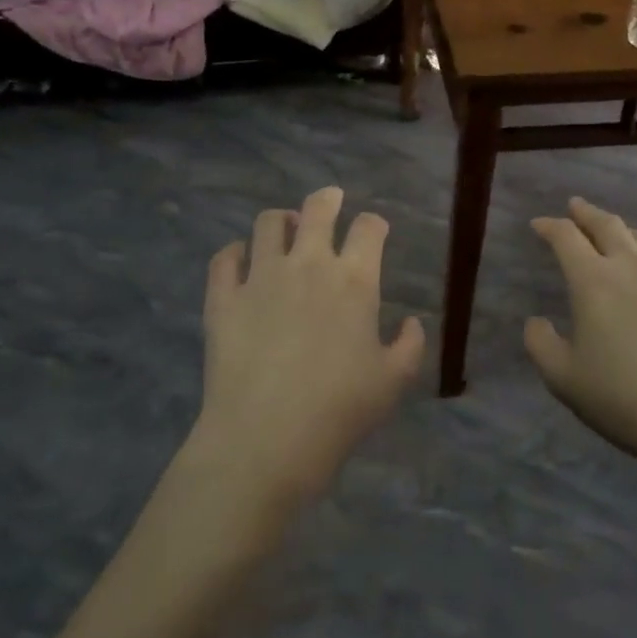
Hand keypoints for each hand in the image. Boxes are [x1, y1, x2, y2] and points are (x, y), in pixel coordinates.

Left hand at [193, 186, 424, 506]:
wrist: (266, 439)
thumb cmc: (339, 410)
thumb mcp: (393, 383)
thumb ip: (410, 346)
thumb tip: (413, 323)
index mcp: (354, 280)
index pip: (369, 228)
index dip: (374, 223)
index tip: (374, 230)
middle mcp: (308, 264)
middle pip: (318, 209)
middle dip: (328, 198)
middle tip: (330, 200)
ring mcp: (261, 276)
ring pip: (268, 223)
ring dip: (280, 220)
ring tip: (284, 229)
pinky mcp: (224, 297)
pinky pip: (225, 258)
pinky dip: (235, 253)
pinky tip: (240, 261)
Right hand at [524, 198, 636, 474]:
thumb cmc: (625, 399)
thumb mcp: (564, 380)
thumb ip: (541, 345)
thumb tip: (536, 321)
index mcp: (594, 282)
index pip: (566, 238)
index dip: (549, 226)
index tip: (538, 224)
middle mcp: (632, 268)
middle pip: (608, 225)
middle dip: (587, 213)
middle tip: (575, 207)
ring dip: (624, 230)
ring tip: (615, 232)